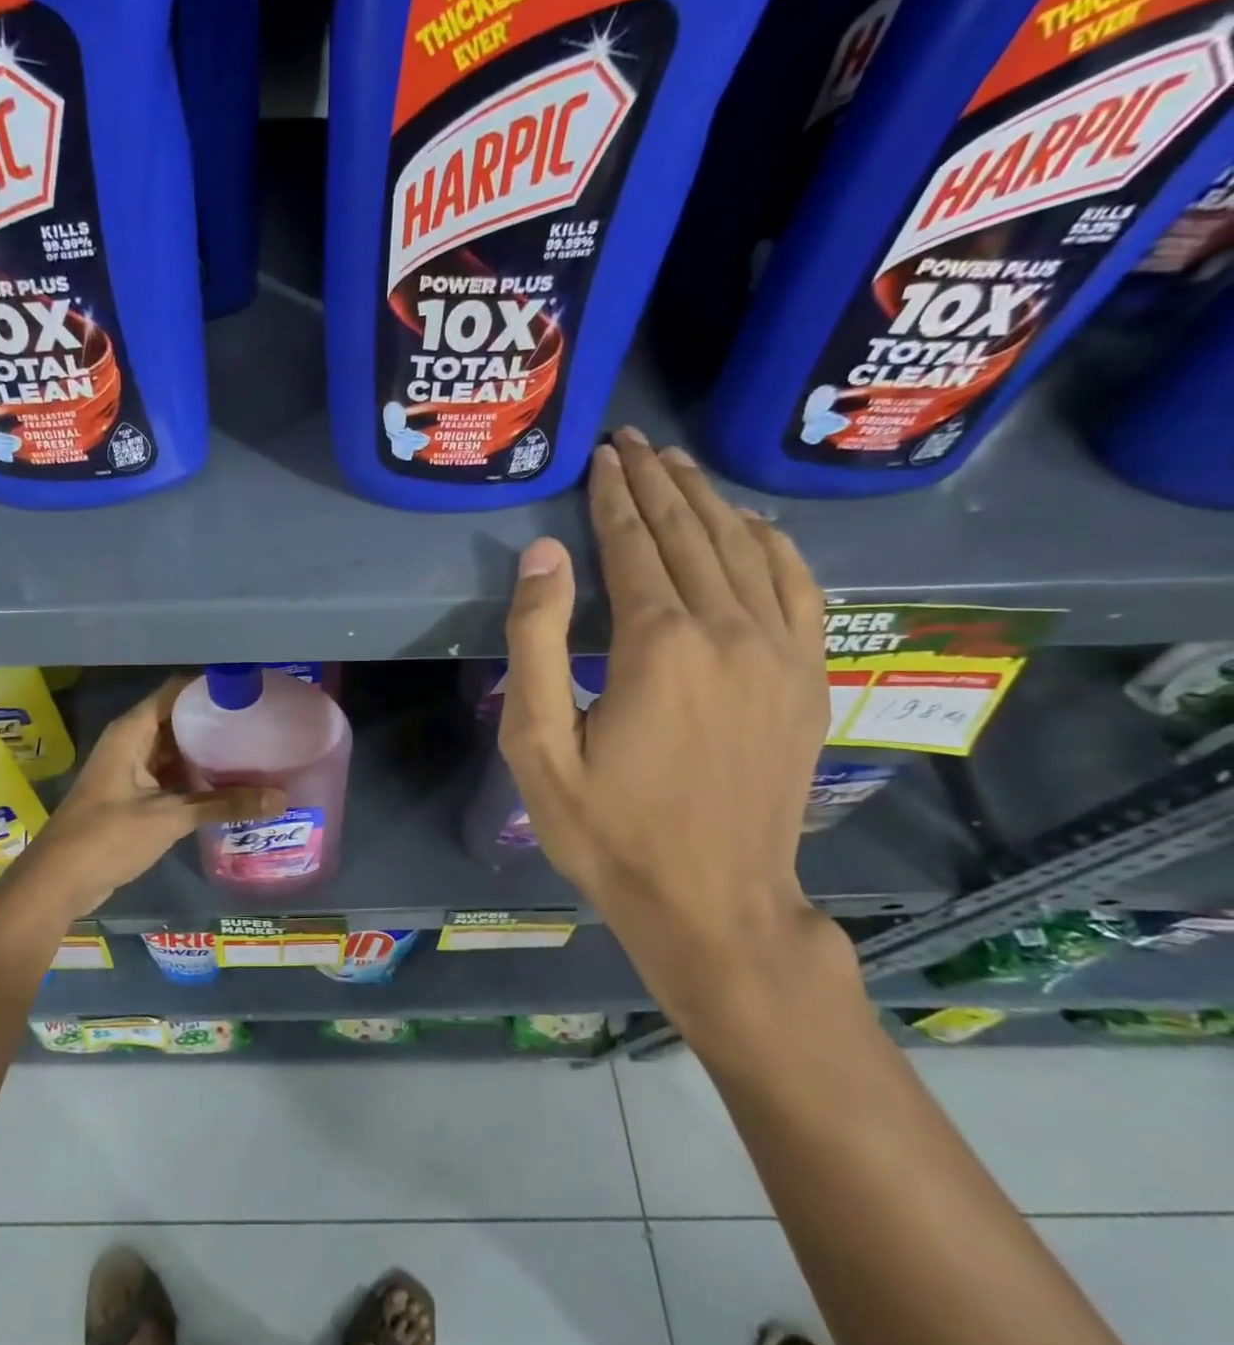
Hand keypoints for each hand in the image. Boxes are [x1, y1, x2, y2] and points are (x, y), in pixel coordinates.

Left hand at [5, 677, 281, 917]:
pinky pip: (171, 775)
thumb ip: (223, 804)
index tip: (250, 692)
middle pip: (179, 720)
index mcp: (132, 732)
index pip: (176, 692)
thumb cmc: (107, 837)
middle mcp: (131, 742)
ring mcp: (132, 769)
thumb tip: (280, 798)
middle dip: (216, 723)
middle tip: (262, 724)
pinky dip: (196, 778)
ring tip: (255, 751)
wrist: (57, 882)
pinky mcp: (135, 795)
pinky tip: (230, 785)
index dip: (210, 689)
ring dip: (208, 753)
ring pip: (176, 750)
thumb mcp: (169, 818)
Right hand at [498, 429, 855, 1033]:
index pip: (635, 544)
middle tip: (634, 441)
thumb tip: (544, 554)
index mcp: (659, 644)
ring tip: (681, 465)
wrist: (712, 903)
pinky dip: (773, 545)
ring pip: (746, 550)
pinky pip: (798, 588)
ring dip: (710, 502)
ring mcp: (780, 653)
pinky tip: (753, 527)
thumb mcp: (538, 745)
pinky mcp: (807, 679)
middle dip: (660, 482)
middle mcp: (729, 631)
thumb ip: (537, 642)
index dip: (615, 497)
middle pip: (692, 533)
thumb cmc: (607, 830)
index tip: (601, 456)